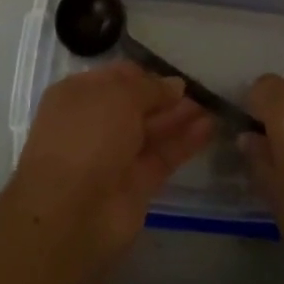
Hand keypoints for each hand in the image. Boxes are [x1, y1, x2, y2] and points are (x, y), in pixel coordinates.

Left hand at [8, 62, 214, 257]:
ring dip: (180, 117)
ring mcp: (114, 156)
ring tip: (213, 104)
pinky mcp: (136, 185)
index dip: (146, 74)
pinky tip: (209, 127)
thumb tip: (174, 85)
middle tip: (202, 88)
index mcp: (78, 96)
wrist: (71, 211)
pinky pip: (163, 156)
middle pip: (136, 105)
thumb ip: (150, 88)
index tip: (176, 72)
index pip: (117, 77)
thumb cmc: (87, 136)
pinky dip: (185, 142)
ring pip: (152, 131)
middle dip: (166, 96)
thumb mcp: (118, 95)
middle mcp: (94, 123)